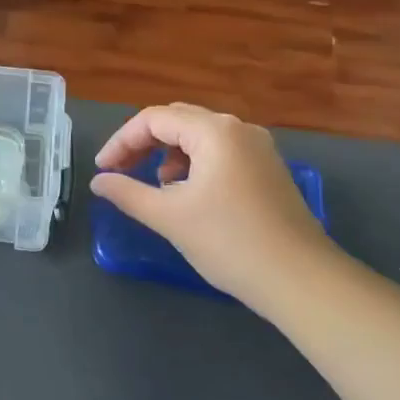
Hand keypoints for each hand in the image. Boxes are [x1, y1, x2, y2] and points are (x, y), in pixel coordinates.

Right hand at [90, 104, 335, 303]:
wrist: (301, 280)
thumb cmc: (229, 242)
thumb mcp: (170, 217)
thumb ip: (128, 193)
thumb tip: (99, 182)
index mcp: (214, 131)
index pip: (153, 119)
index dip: (121, 141)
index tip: (103, 170)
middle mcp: (238, 129)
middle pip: (177, 120)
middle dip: (143, 143)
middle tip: (120, 171)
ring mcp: (258, 148)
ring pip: (199, 136)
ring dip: (169, 153)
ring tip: (156, 185)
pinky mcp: (268, 169)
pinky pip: (220, 152)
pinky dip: (194, 164)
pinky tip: (188, 194)